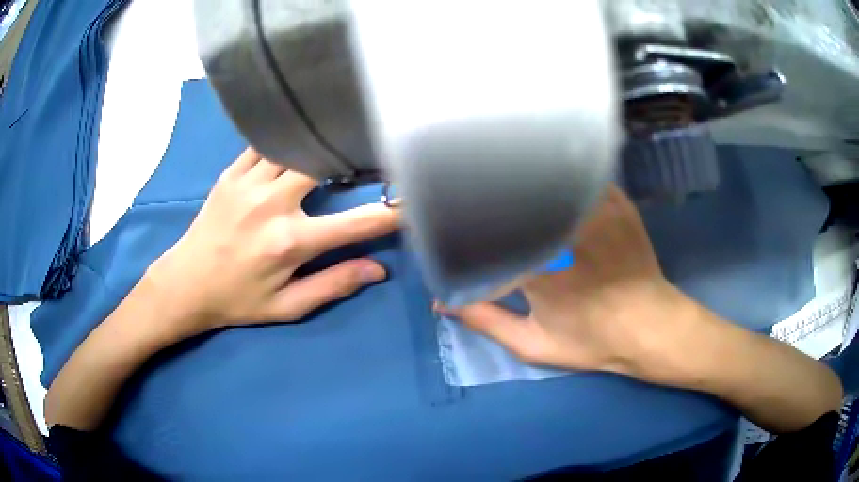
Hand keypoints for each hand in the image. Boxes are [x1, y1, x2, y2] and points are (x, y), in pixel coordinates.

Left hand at [148, 148, 398, 337]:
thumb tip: (378, 268)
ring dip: (319, 143)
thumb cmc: (238, 299)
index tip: (414, 199)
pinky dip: (284, 138)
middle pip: (323, 164)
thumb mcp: (287, 306)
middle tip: (370, 153)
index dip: (391, 212)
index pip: (355, 222)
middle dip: (352, 157)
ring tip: (338, 138)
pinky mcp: (231, 174)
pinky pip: (264, 143)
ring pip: (294, 146)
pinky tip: (297, 136)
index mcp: (290, 243)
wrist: (186, 283)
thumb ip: (333, 285)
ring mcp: (248, 183)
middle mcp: (272, 205)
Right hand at [439, 186, 693, 379]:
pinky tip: (547, 180)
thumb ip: (486, 321)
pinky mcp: (614, 199)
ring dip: (522, 182)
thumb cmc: (594, 339)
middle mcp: (562, 225)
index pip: (485, 229)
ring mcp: (593, 206)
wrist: (651, 325)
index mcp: (536, 262)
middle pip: (511, 195)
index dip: (463, 222)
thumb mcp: (534, 344)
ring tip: (503, 180)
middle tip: (470, 194)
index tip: (449, 219)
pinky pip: (577, 176)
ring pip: (544, 178)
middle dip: (488, 196)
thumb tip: (442, 303)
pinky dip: (558, 177)